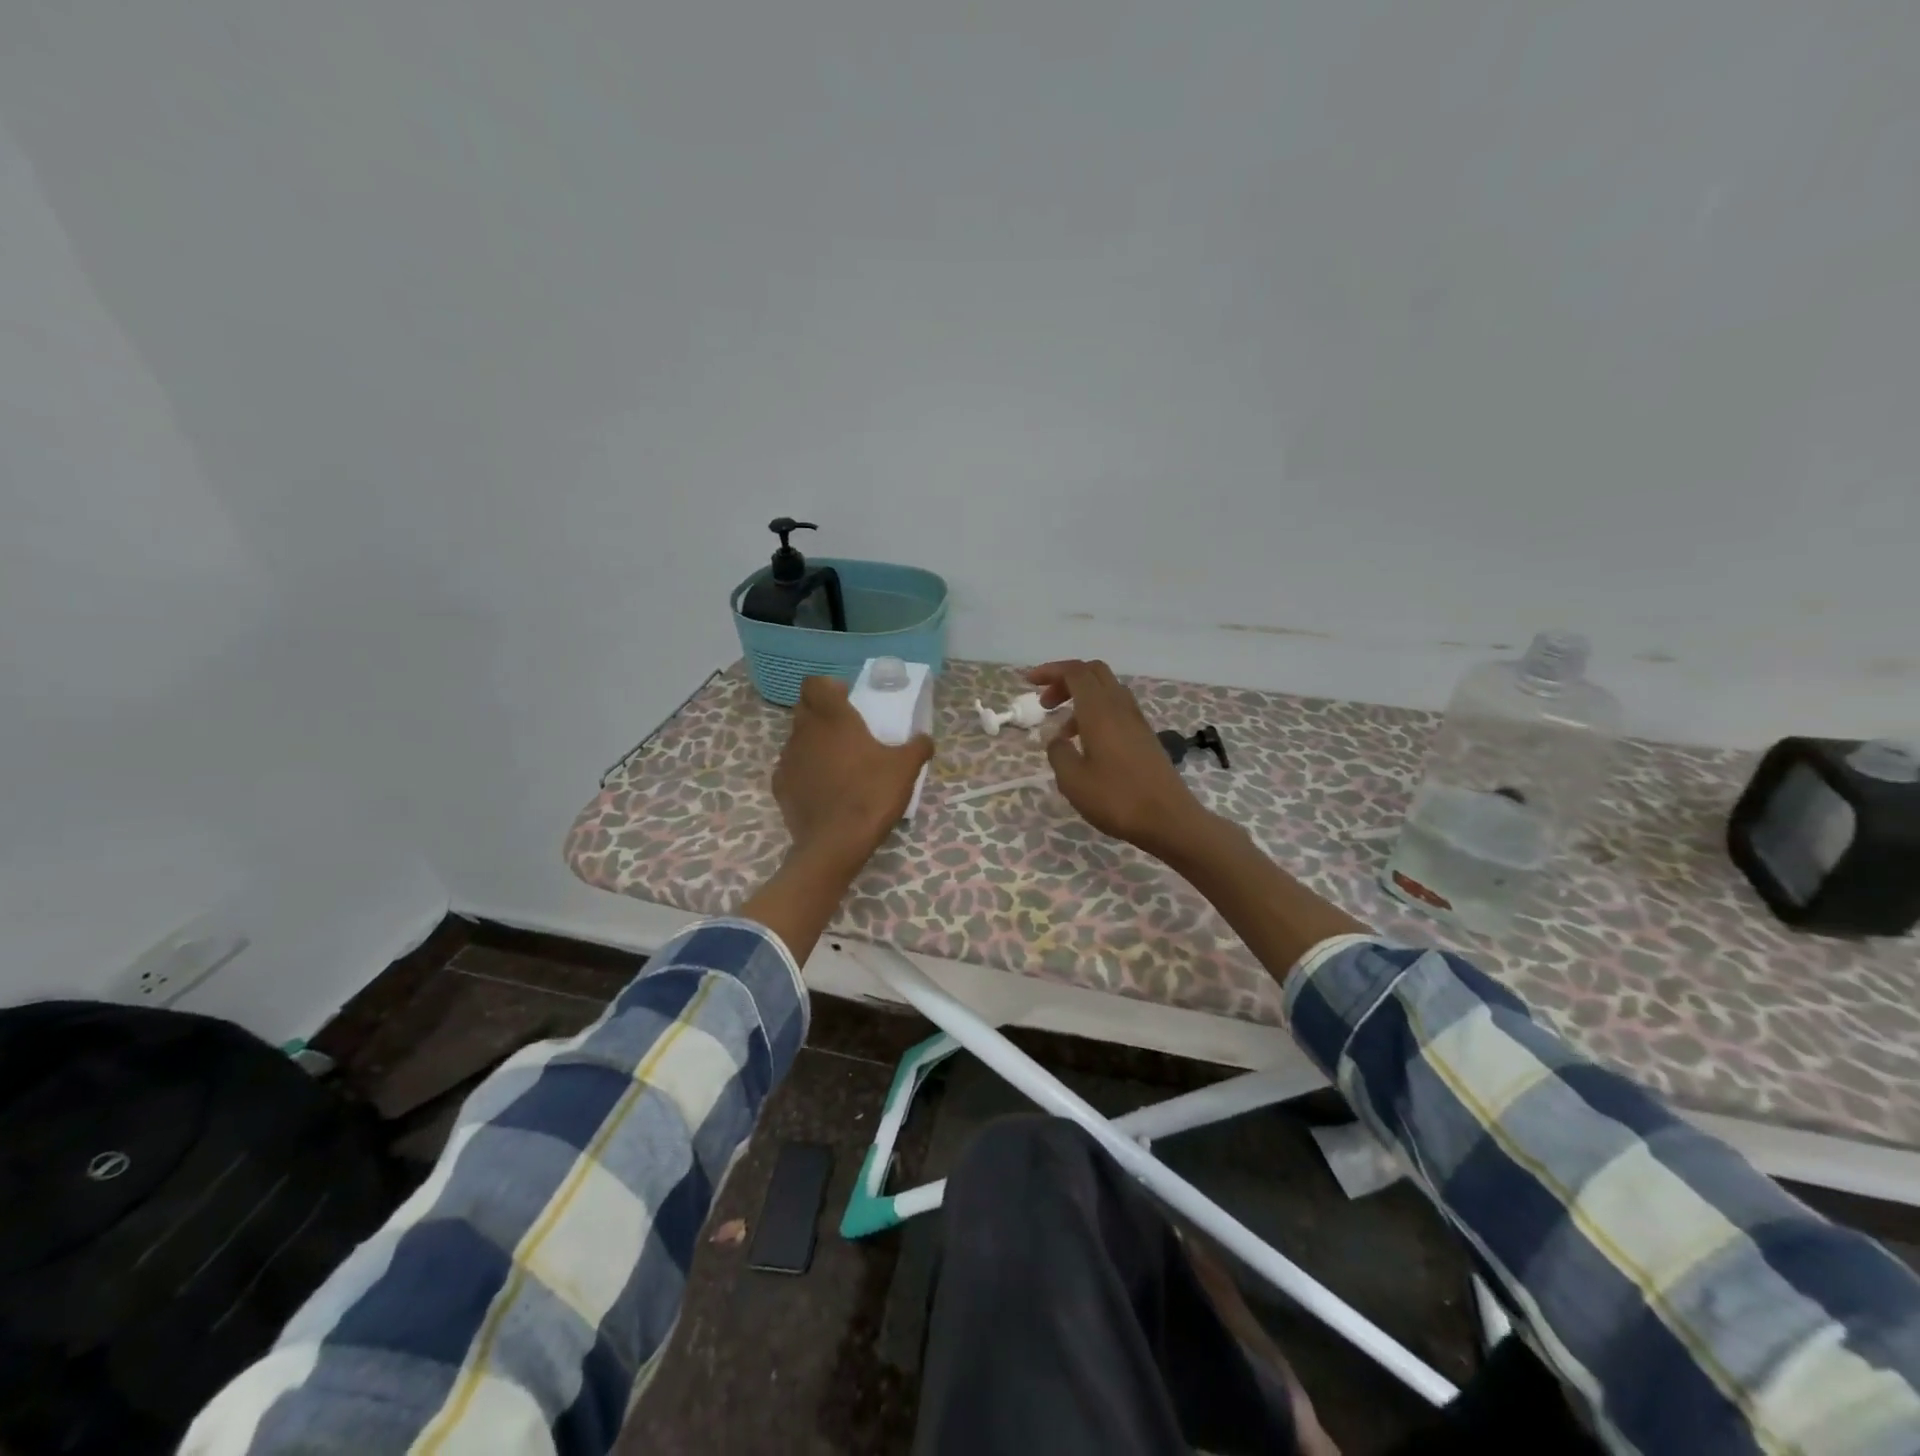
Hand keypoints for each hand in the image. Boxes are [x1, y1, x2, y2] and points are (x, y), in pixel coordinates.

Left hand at [772, 676, 933, 871]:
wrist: (835, 843)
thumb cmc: (871, 794)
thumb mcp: (905, 769)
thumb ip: (917, 747)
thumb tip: (924, 738)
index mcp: (832, 718)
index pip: (815, 684)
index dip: (829, 687)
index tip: (848, 699)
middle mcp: (804, 731)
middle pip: (804, 708)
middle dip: (822, 712)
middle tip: (848, 729)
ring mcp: (788, 759)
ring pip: (797, 738)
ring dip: (814, 742)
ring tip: (838, 761)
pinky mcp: (780, 786)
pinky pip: (792, 767)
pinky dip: (806, 770)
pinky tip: (824, 787)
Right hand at [1026, 659, 1212, 860]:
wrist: (1169, 820)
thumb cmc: (1117, 799)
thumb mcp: (1073, 780)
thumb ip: (1058, 753)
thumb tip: (1057, 740)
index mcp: (1100, 710)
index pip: (1075, 672)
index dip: (1050, 671)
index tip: (1028, 682)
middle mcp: (1120, 707)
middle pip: (1093, 673)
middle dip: (1065, 680)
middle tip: (1046, 703)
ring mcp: (1136, 721)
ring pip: (1106, 690)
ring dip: (1081, 699)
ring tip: (1063, 732)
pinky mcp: (1145, 736)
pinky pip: (1116, 709)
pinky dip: (1096, 714)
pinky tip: (1087, 744)